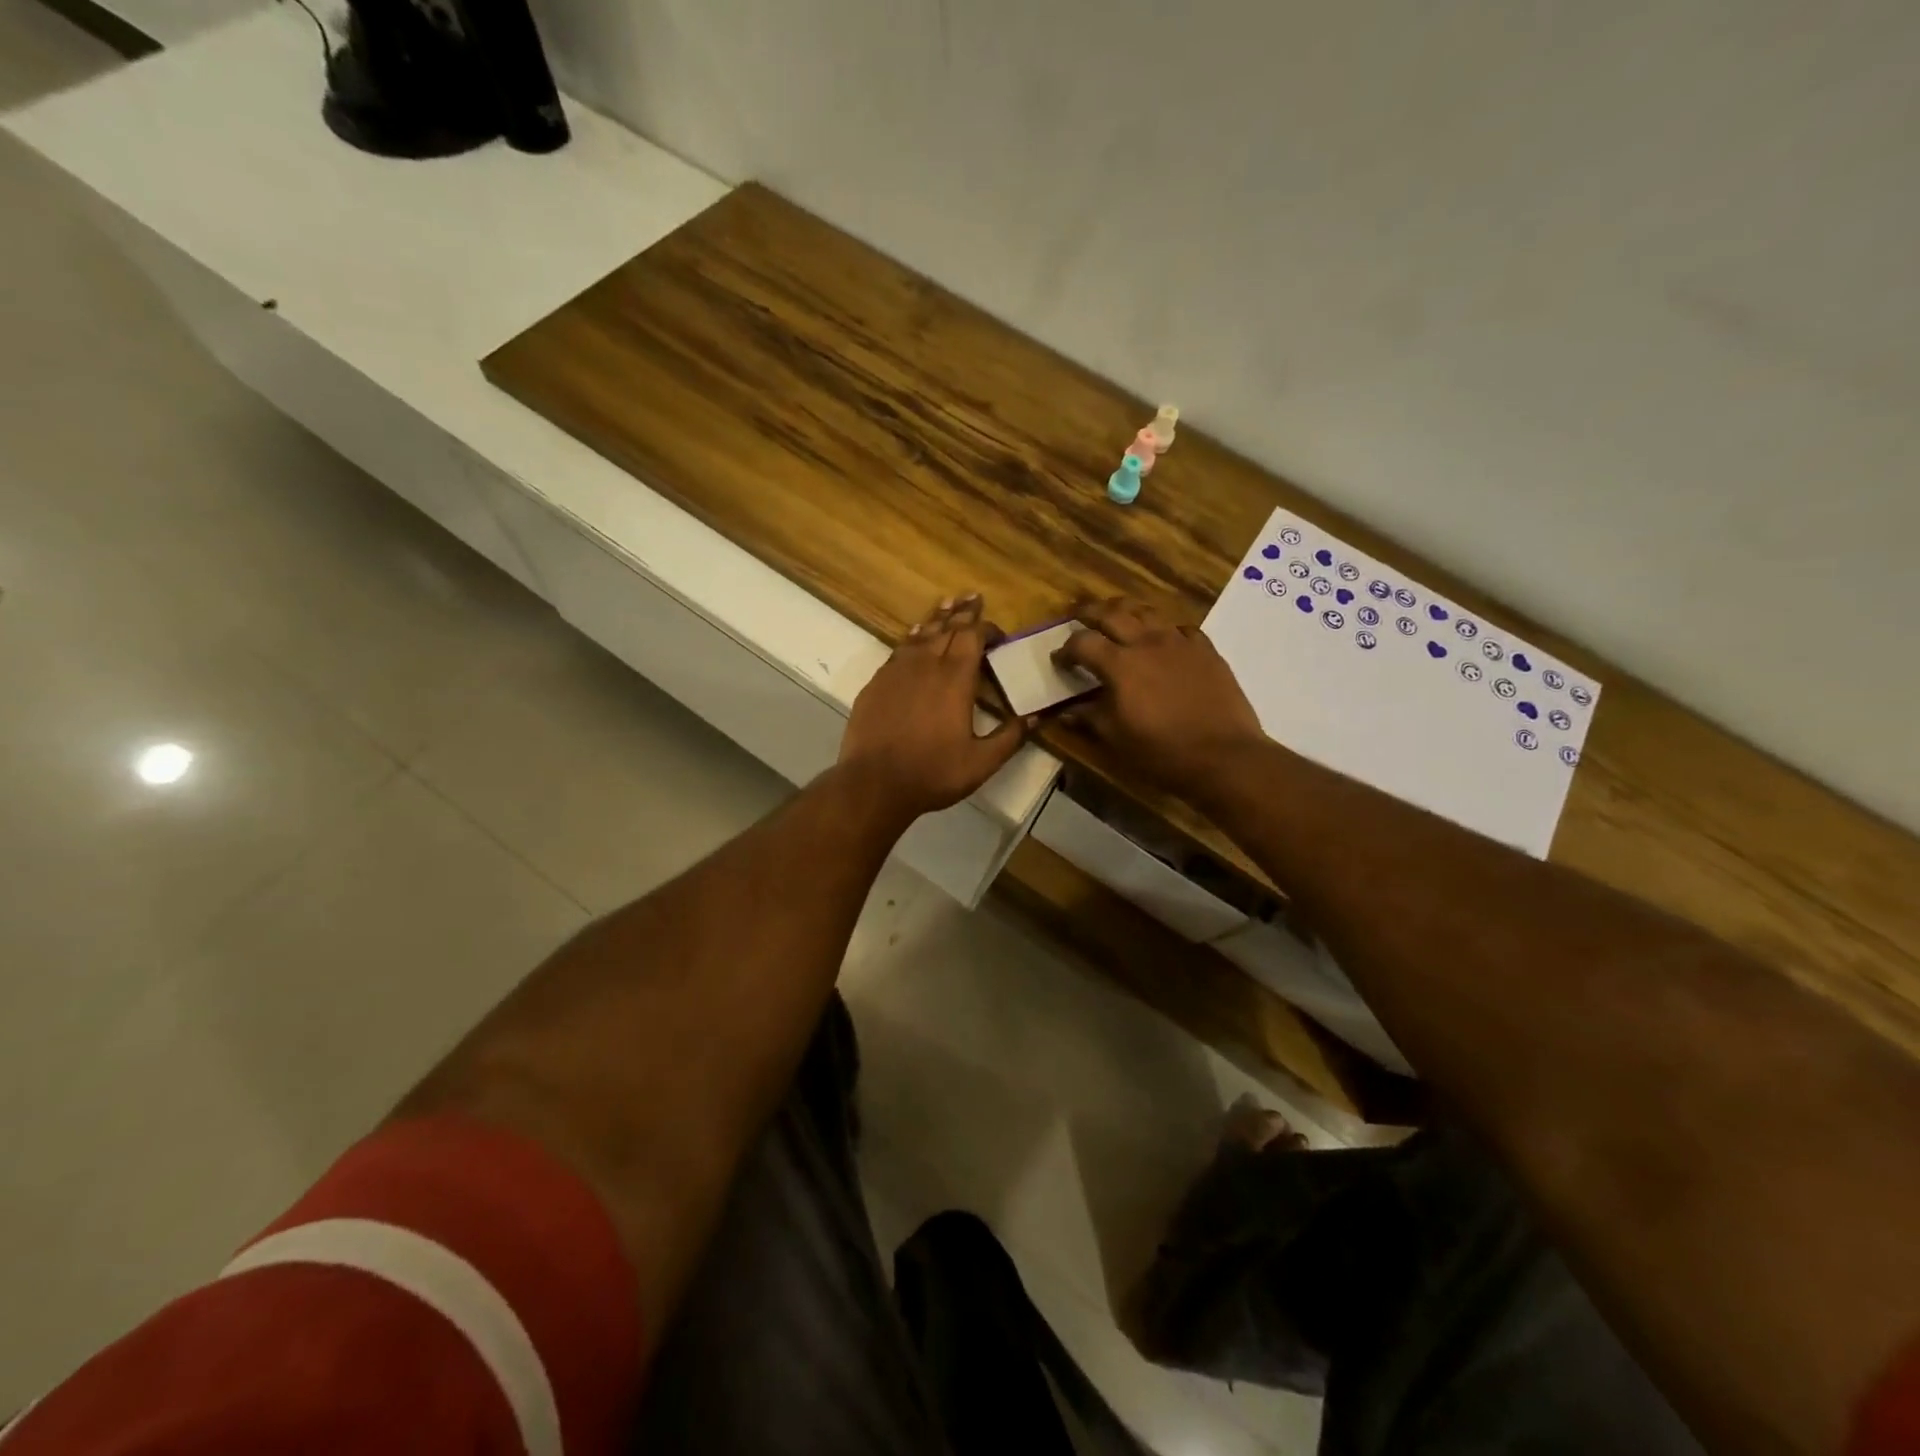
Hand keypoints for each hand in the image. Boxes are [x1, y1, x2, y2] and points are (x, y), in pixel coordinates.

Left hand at [838, 594, 1029, 823]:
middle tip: (972, 597)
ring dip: (936, 619)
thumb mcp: (981, 762)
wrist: (874, 783)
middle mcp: (926, 666)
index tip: (997, 632)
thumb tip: (1036, 717)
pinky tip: (913, 639)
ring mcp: (896, 672)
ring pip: (919, 635)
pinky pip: (898, 651)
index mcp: (955, 679)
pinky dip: (911, 639)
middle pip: (947, 629)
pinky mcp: (876, 684)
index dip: (985, 628)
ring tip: (946, 605)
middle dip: (962, 613)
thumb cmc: (932, 773)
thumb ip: (1010, 737)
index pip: (972, 637)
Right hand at [1054, 596, 1265, 796]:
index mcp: (1119, 664)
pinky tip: (1164, 642)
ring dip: (1126, 612)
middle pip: (1112, 613)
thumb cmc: (1162, 752)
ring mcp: (1180, 642)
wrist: (1224, 756)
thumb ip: (1089, 718)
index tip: (1059, 660)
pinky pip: (1181, 629)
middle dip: (1089, 612)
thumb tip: (1065, 711)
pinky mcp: (1206, 650)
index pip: (1082, 642)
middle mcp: (1147, 642)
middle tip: (1078, 616)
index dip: (1066, 649)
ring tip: (1118, 618)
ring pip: (1147, 612)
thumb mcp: (1116, 739)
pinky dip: (1164, 630)